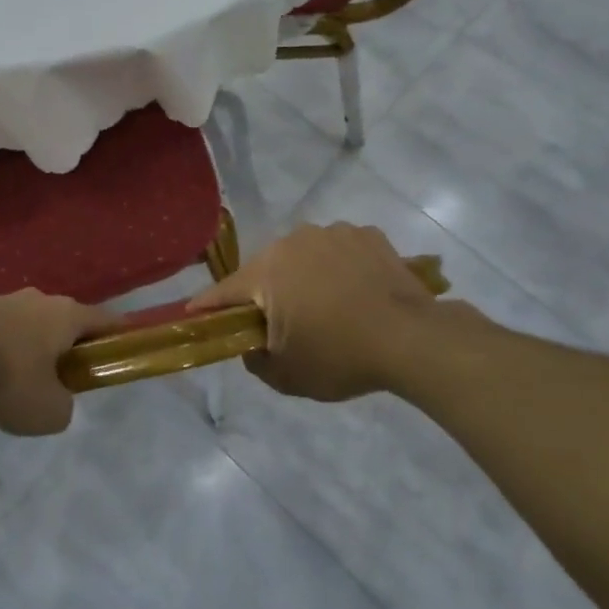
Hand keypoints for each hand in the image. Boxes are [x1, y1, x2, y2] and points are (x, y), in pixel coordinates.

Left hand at [0, 291, 111, 435]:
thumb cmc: (8, 376)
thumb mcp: (49, 412)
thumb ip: (63, 407)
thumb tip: (54, 399)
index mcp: (66, 315)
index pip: (103, 320)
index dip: (117, 335)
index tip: (123, 347)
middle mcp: (37, 300)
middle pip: (62, 322)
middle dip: (64, 347)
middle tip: (61, 379)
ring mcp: (0, 300)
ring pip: (25, 327)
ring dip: (25, 351)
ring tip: (13, 384)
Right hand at [193, 224, 485, 401]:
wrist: (414, 339)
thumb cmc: (341, 356)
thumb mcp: (287, 376)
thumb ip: (255, 360)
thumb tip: (251, 345)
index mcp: (266, 271)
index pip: (224, 291)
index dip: (208, 307)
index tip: (195, 315)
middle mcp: (293, 241)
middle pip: (266, 270)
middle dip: (267, 293)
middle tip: (282, 323)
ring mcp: (332, 232)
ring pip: (304, 256)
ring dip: (306, 276)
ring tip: (328, 307)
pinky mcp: (367, 234)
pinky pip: (340, 250)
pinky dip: (340, 266)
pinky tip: (357, 291)